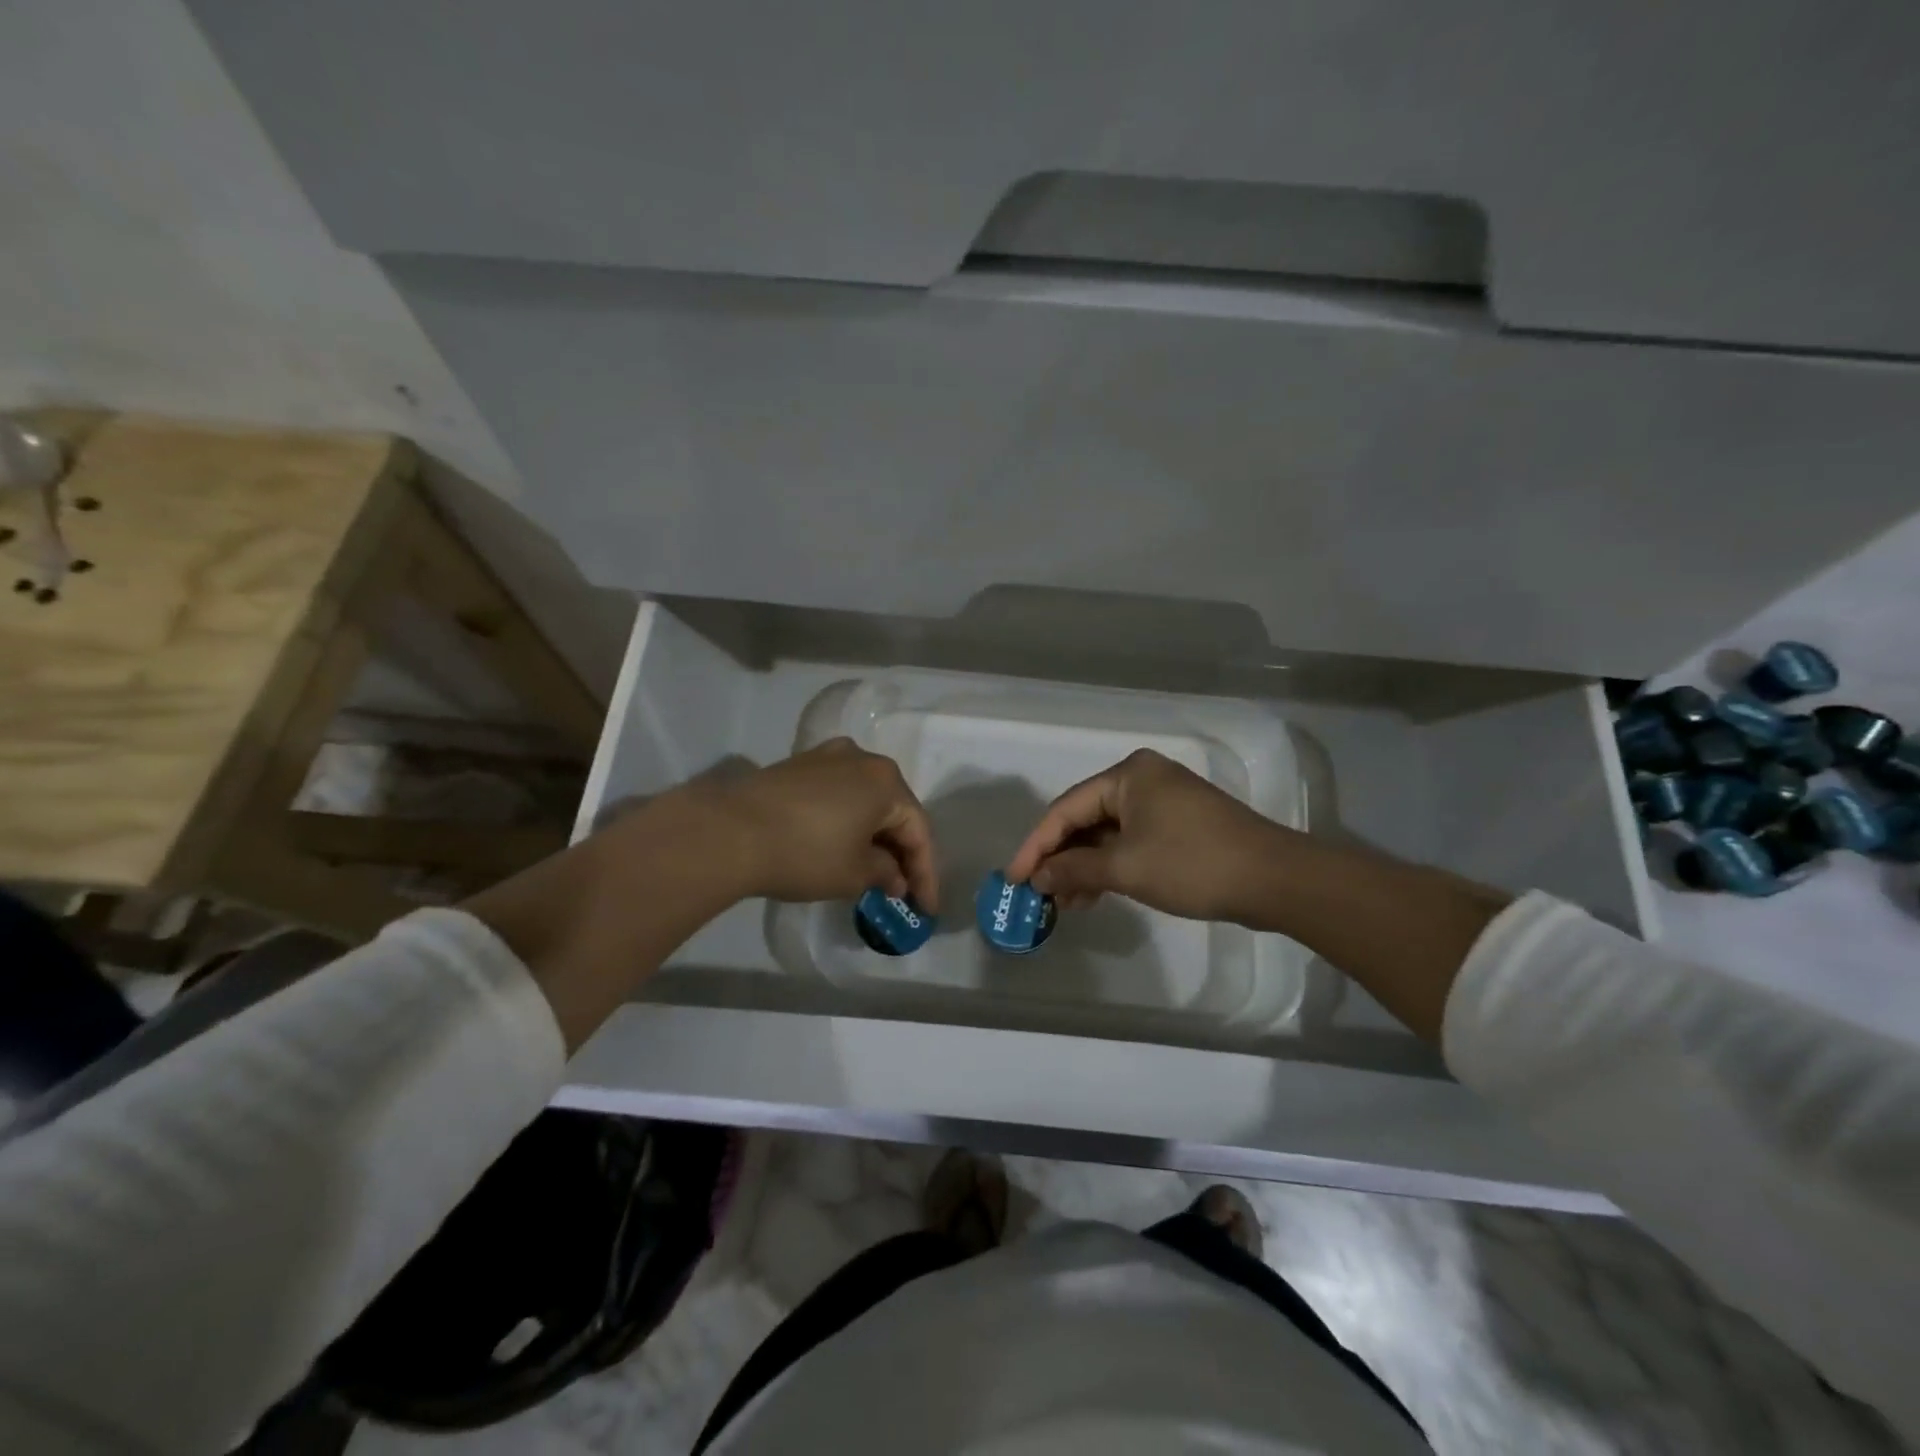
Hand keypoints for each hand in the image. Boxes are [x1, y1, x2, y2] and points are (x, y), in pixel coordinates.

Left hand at [700, 738, 939, 908]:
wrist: (729, 831)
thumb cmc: (806, 853)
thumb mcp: (854, 874)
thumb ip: (885, 874)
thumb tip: (894, 877)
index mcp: (886, 781)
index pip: (918, 831)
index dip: (925, 874)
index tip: (925, 910)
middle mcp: (862, 759)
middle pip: (893, 810)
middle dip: (900, 852)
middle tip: (901, 891)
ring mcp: (827, 757)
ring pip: (864, 801)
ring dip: (873, 836)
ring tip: (872, 872)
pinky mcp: (798, 766)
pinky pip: (838, 795)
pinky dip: (847, 822)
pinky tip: (841, 847)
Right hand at [1004, 748, 1286, 921]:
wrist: (1275, 879)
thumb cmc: (1193, 864)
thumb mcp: (1126, 868)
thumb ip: (1075, 869)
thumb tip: (1038, 878)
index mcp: (1127, 775)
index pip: (1066, 809)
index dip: (1036, 846)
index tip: (1015, 879)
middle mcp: (1143, 778)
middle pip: (1085, 818)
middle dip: (1061, 858)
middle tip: (1040, 894)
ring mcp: (1164, 801)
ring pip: (1108, 832)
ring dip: (1085, 866)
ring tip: (1066, 903)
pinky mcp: (1179, 824)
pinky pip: (1131, 841)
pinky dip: (1111, 865)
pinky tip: (1096, 894)